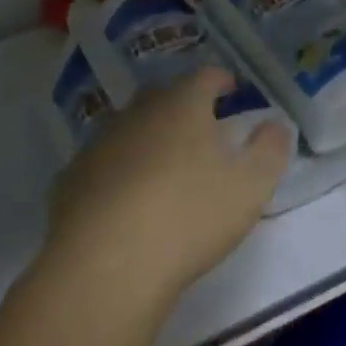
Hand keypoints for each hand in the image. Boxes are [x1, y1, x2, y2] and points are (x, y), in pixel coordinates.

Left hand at [45, 68, 292, 311]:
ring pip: (128, 129)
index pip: (205, 76)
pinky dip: (116, 172)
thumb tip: (276, 125)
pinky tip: (125, 201)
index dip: (222, 80)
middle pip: (163, 97)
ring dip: (147, 139)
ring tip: (163, 166)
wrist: (105, 268)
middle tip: (201, 128)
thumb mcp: (251, 186)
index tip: (233, 91)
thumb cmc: (189, 216)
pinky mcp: (70, 182)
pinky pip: (101, 165)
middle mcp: (137, 114)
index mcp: (182, 106)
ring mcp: (98, 146)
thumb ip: (271, 149)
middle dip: (183, 106)